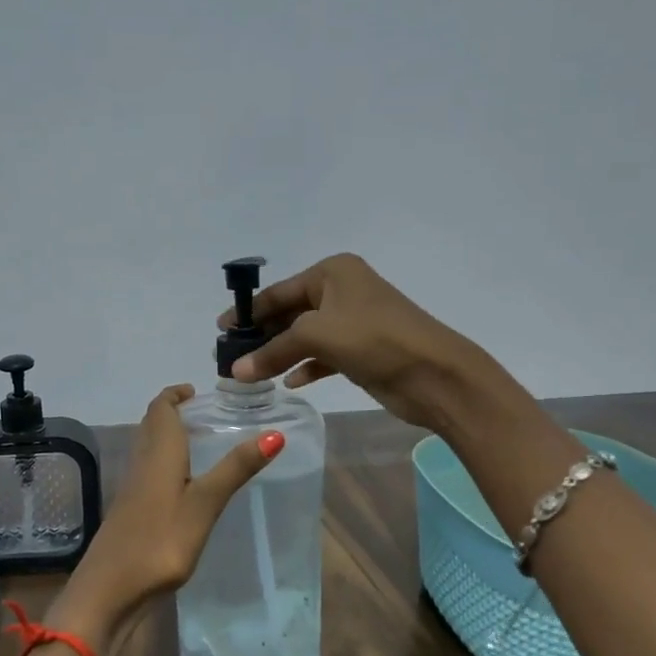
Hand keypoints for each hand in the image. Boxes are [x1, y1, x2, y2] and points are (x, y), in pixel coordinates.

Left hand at [56, 384, 282, 644]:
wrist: (110, 590)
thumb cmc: (160, 540)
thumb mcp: (205, 503)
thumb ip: (236, 469)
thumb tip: (274, 433)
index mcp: (158, 453)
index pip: (160, 408)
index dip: (175, 394)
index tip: (197, 391)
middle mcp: (141, 463)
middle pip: (152, 425)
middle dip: (173, 413)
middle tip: (204, 414)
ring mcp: (133, 489)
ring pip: (149, 449)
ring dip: (169, 437)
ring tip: (200, 443)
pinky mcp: (130, 512)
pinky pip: (149, 472)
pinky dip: (166, 463)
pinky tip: (184, 485)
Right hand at [222, 253, 501, 432]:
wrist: (435, 374)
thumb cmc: (374, 339)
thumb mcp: (317, 336)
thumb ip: (273, 351)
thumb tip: (235, 371)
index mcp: (333, 272)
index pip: (279, 291)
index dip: (248, 311)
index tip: (220, 330)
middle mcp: (342, 291)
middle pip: (290, 313)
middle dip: (262, 336)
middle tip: (230, 357)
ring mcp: (353, 322)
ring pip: (304, 337)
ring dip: (279, 354)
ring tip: (249, 374)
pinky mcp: (361, 351)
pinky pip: (322, 356)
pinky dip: (305, 367)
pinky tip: (288, 383)